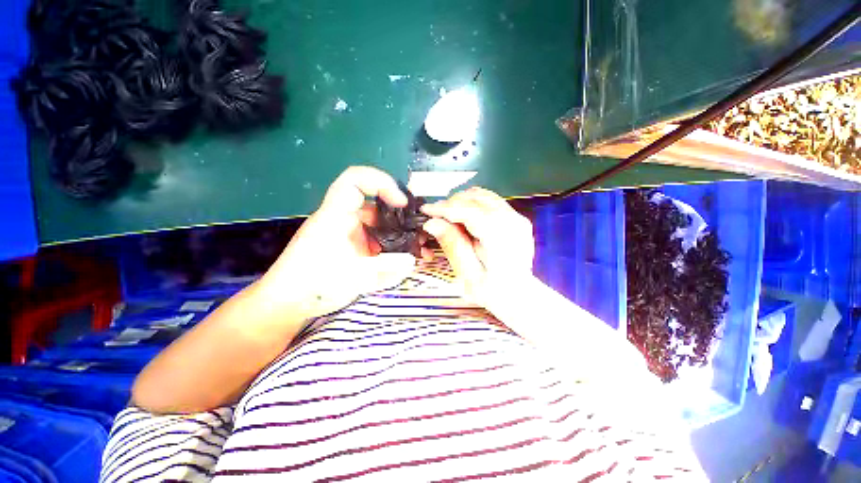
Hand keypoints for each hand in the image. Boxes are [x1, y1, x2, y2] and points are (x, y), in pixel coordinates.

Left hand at [257, 166, 417, 319]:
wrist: (289, 302)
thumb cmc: (313, 285)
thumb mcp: (354, 278)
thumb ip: (387, 268)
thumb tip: (413, 260)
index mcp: (336, 216)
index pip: (355, 180)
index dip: (381, 182)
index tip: (401, 203)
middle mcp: (343, 218)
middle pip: (376, 204)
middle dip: (401, 215)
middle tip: (421, 229)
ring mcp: (349, 232)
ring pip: (379, 223)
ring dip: (398, 233)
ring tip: (418, 247)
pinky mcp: (352, 245)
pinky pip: (376, 238)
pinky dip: (391, 245)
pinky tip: (402, 259)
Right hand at [421, 187, 534, 308]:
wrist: (519, 293)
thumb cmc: (493, 290)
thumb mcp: (468, 274)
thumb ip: (452, 245)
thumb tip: (432, 223)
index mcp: (502, 238)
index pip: (470, 211)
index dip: (445, 208)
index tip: (426, 211)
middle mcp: (513, 222)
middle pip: (476, 198)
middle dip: (451, 204)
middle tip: (436, 217)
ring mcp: (516, 217)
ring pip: (482, 195)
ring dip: (461, 202)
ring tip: (448, 217)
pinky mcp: (514, 217)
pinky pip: (489, 200)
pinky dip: (472, 204)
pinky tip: (463, 217)